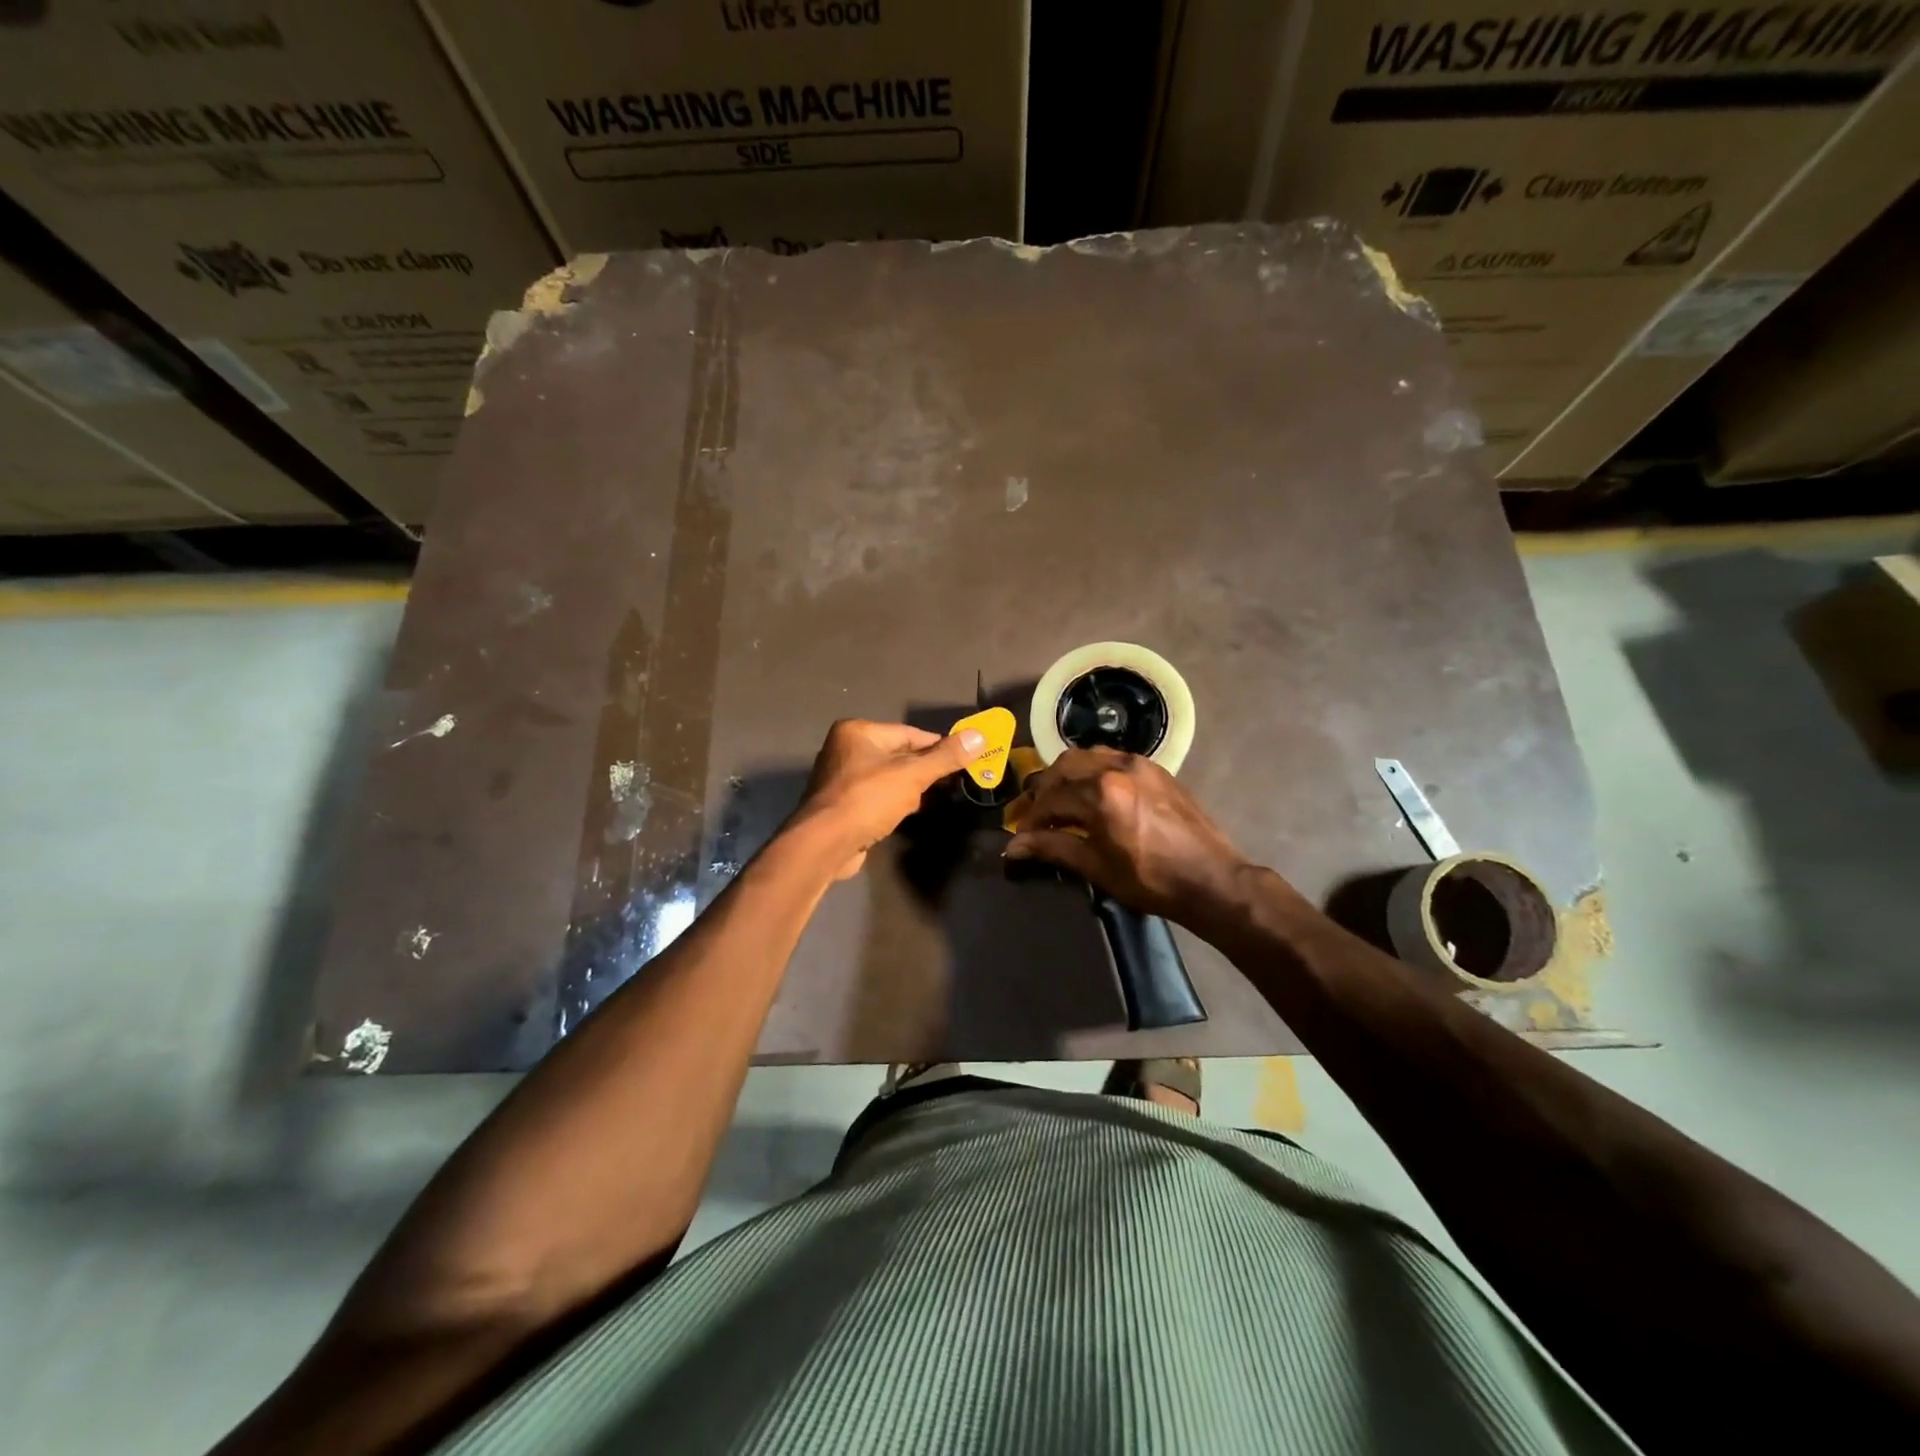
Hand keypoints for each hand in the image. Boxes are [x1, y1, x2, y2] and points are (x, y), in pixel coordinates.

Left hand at [791, 719, 986, 879]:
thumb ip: (946, 757)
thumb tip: (980, 736)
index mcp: (858, 732)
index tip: (965, 760)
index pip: (910, 734)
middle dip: (925, 770)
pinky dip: (893, 803)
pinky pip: (876, 797)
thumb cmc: (867, 800)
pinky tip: (906, 815)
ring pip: (888, 778)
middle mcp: (845, 749)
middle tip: (953, 784)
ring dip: (910, 789)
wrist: (824, 844)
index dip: (939, 747)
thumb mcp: (912, 775)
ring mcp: (840, 778)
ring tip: (933, 801)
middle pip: (899, 755)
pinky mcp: (841, 805)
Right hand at [1005, 748, 1247, 921]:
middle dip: (1046, 789)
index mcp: (1100, 793)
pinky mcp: (1156, 768)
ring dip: (1068, 775)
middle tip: (1039, 816)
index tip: (1023, 837)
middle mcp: (1116, 767)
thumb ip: (1053, 848)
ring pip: (1088, 756)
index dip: (1032, 819)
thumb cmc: (1150, 880)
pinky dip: (1094, 771)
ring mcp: (1139, 763)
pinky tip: (1095, 795)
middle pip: (1064, 766)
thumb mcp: (1096, 867)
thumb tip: (1014, 847)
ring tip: (1064, 802)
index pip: (1050, 799)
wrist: (1211, 879)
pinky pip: (1113, 758)